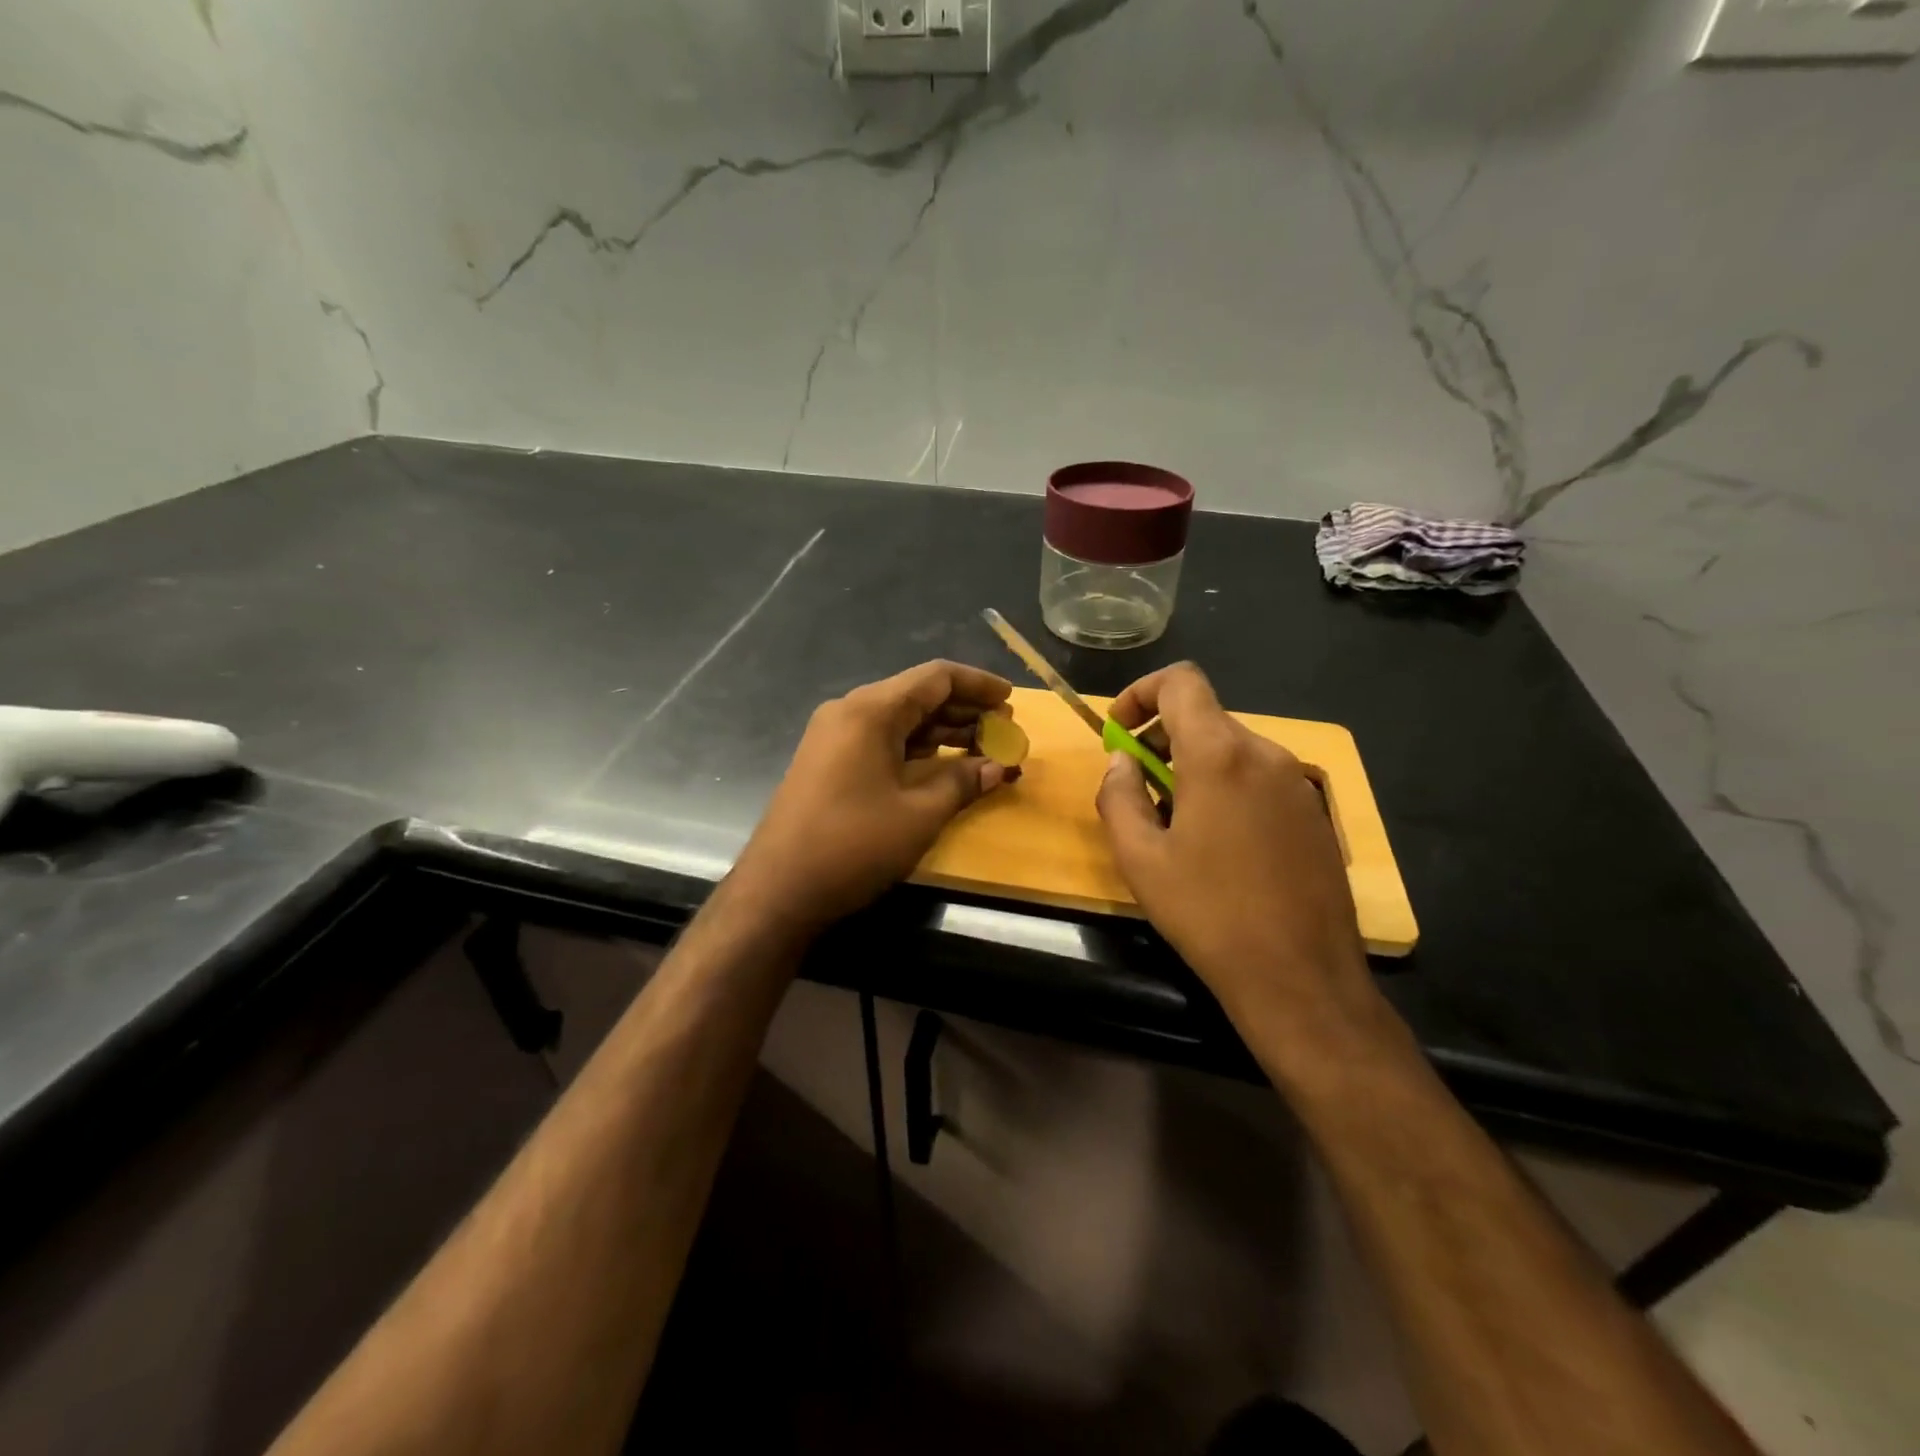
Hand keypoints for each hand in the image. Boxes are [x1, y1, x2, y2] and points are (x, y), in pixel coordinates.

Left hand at [729, 660, 1017, 935]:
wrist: (778, 889)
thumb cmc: (854, 845)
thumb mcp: (919, 814)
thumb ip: (963, 782)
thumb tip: (999, 767)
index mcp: (870, 711)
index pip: (935, 678)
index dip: (978, 684)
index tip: (1011, 699)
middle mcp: (849, 712)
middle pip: (917, 695)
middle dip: (964, 710)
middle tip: (1004, 729)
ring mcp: (834, 737)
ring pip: (900, 720)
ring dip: (942, 730)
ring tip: (983, 747)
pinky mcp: (829, 762)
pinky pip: (882, 740)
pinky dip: (916, 748)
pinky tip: (944, 763)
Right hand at [1096, 663, 1379, 1039]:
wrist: (1300, 977)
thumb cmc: (1208, 914)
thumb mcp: (1140, 858)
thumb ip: (1118, 796)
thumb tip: (1121, 763)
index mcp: (1219, 755)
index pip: (1181, 681)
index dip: (1141, 692)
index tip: (1118, 731)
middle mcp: (1265, 754)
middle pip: (1205, 717)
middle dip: (1161, 738)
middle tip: (1137, 787)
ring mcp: (1298, 783)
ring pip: (1233, 749)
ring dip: (1193, 766)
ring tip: (1174, 823)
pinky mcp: (1315, 813)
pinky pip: (1259, 778)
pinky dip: (1227, 787)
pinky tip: (1219, 844)